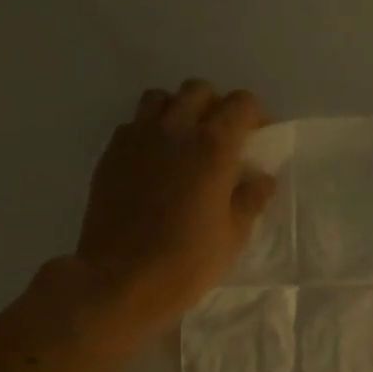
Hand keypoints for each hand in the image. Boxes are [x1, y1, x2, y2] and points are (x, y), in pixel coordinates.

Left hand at [75, 80, 275, 332]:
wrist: (120, 280)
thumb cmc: (186, 263)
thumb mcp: (233, 237)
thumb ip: (250, 200)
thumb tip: (262, 179)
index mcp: (212, 147)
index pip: (241, 104)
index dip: (255, 116)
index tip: (259, 138)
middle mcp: (174, 130)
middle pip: (199, 91)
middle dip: (216, 107)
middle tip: (223, 138)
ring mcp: (137, 138)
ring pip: (161, 99)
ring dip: (179, 110)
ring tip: (185, 142)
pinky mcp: (110, 154)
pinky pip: (134, 124)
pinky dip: (149, 131)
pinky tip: (155, 162)